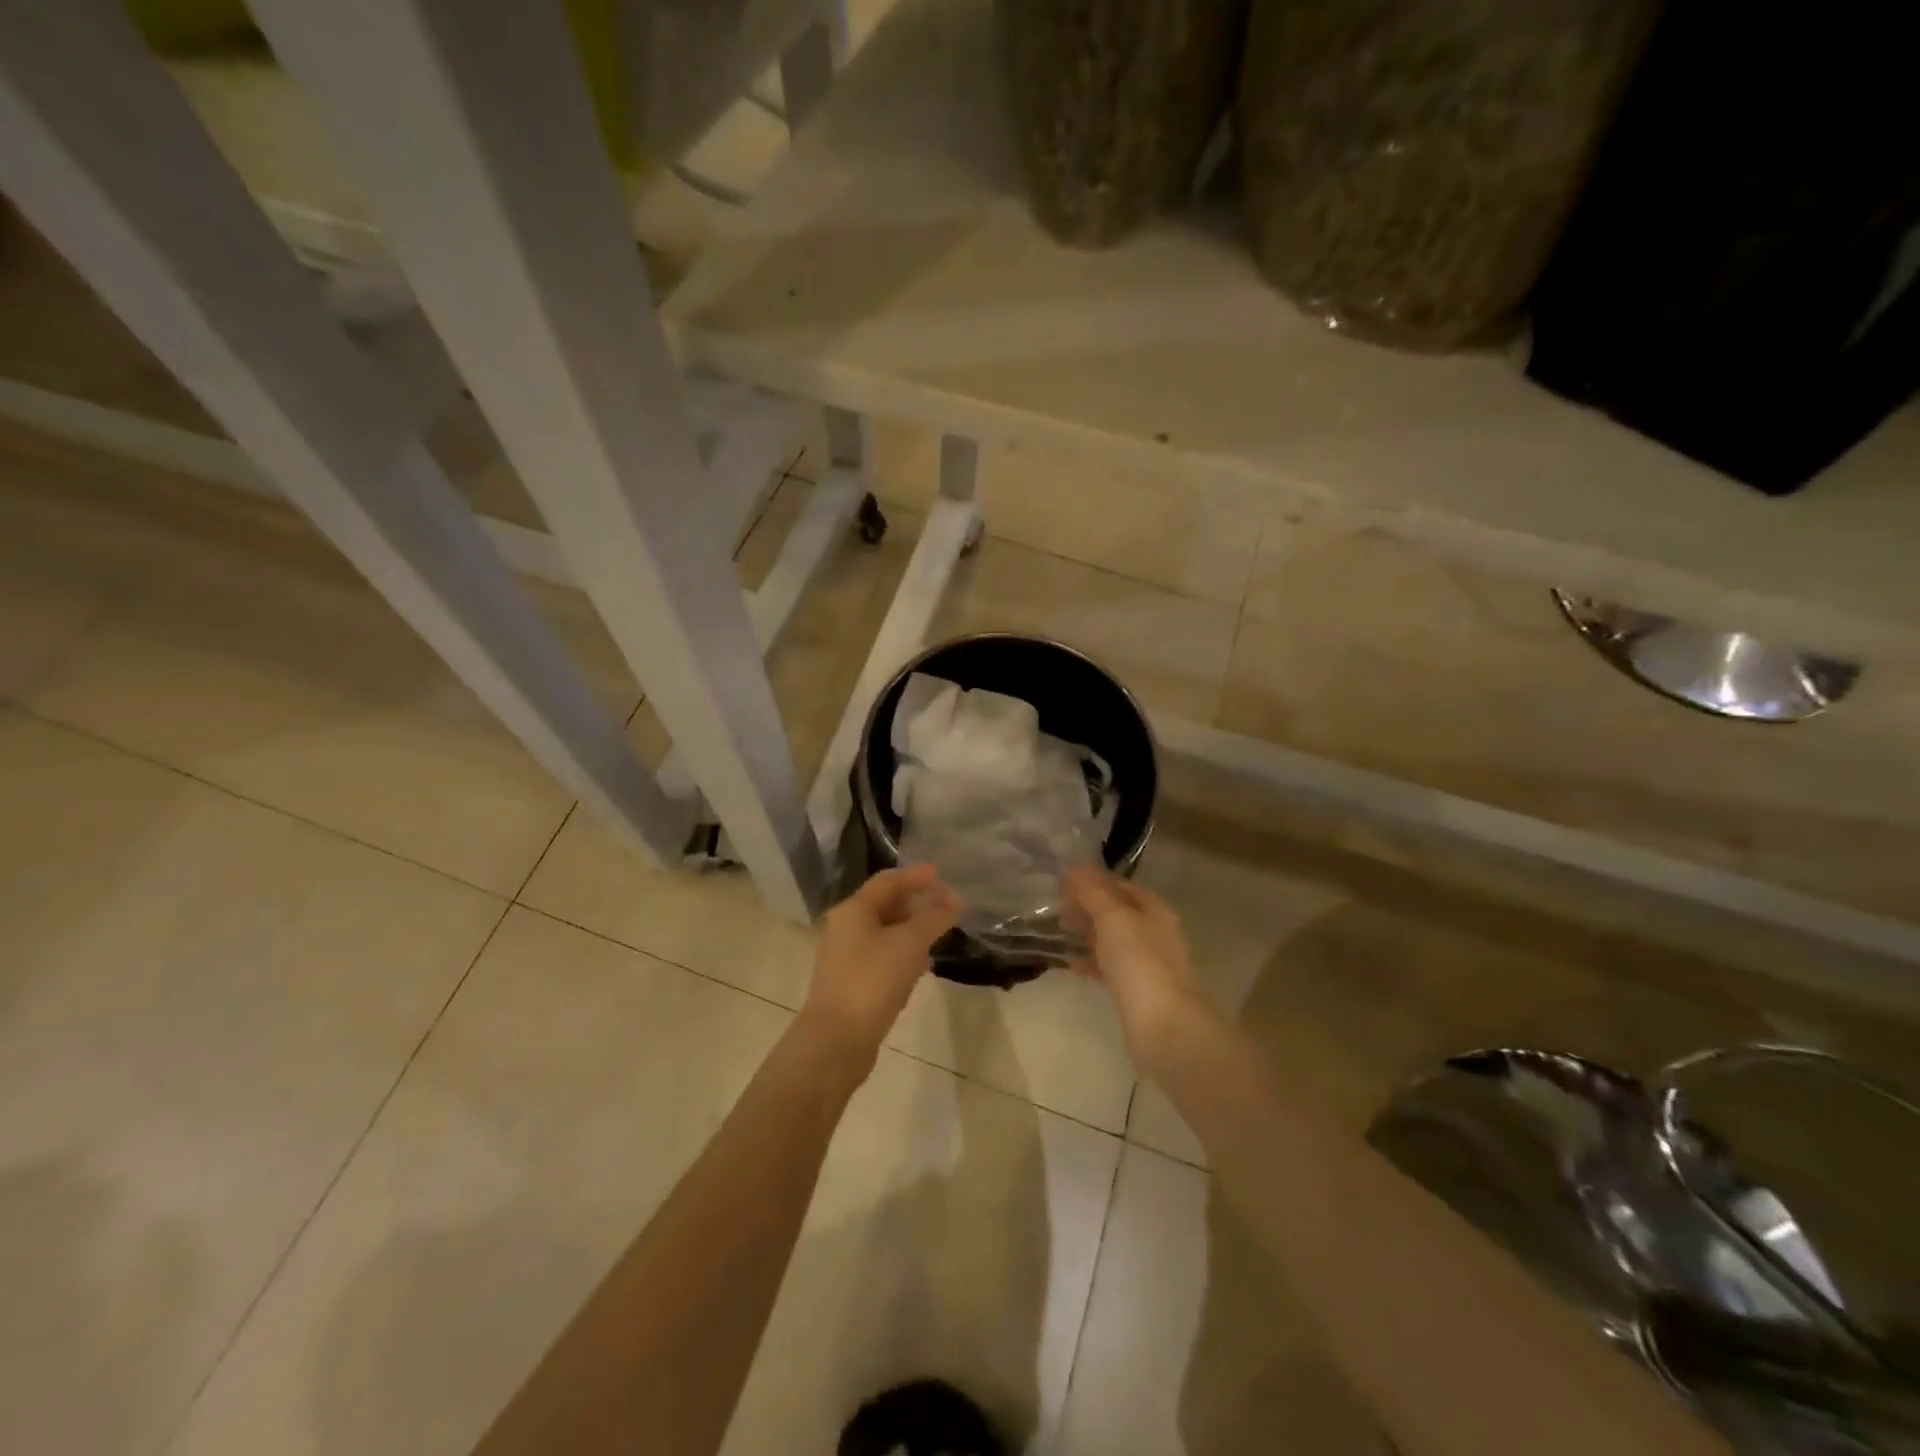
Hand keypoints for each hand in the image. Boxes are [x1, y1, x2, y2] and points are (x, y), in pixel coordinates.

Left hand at [801, 864, 958, 1063]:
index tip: (943, 875)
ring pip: (886, 934)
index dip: (917, 876)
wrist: (837, 1040)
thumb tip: (954, 903)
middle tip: (949, 908)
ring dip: (913, 932)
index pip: (888, 881)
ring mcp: (847, 957)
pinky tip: (922, 970)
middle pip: (886, 906)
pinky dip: (904, 957)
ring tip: (940, 937)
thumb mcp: (909, 943)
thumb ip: (933, 919)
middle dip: (918, 905)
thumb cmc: (872, 980)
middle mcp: (846, 928)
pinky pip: (883, 959)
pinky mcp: (853, 984)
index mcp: (853, 910)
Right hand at [1065, 868, 1218, 1071]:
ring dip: (1086, 934)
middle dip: (1087, 907)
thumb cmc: (1139, 961)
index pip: (1121, 886)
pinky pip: (1107, 968)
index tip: (1062, 880)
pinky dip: (1089, 962)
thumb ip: (1093, 893)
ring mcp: (1144, 963)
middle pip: (1116, 912)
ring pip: (1111, 940)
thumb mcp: (1113, 918)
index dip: (1093, 880)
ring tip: (1056, 931)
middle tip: (1055, 905)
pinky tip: (1068, 963)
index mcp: (1153, 910)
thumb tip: (1074, 868)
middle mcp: (1152, 933)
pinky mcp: (1134, 991)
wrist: (1164, 1025)